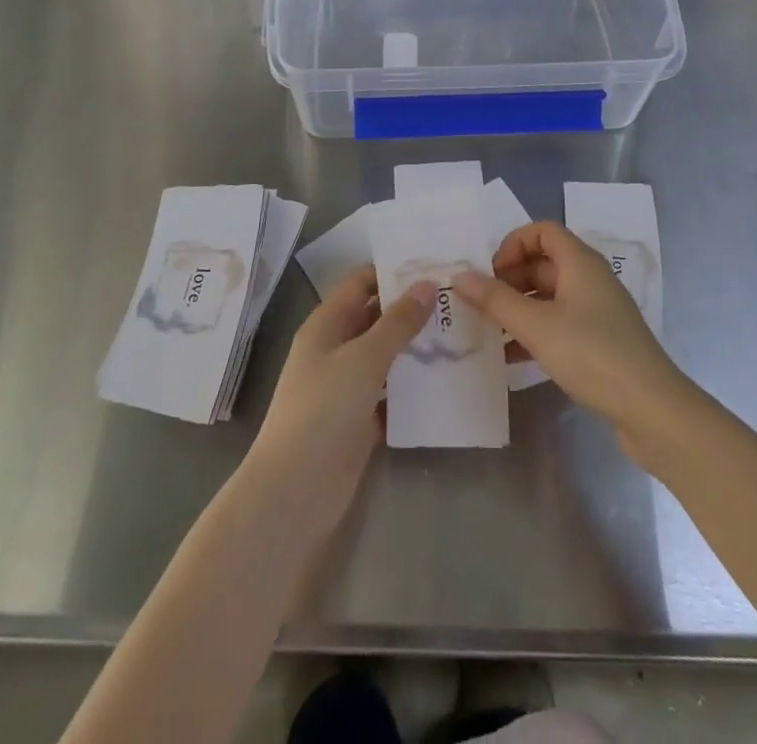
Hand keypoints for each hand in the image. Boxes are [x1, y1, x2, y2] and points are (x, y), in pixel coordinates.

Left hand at [242, 266, 433, 540]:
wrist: (295, 491)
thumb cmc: (323, 410)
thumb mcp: (363, 358)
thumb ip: (397, 322)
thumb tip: (426, 284)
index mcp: (327, 324)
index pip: (361, 283)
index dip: (393, 271)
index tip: (435, 265)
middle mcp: (336, 348)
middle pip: (377, 317)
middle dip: (413, 308)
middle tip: (458, 299)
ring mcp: (347, 386)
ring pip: (387, 355)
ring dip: (417, 346)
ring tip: (461, 333)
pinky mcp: (361, 419)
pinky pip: (392, 392)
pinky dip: (414, 385)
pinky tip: (448, 379)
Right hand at [455, 222, 695, 456]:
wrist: (653, 410)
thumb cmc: (593, 355)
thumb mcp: (537, 326)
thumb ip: (495, 300)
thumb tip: (459, 275)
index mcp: (580, 263)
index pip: (543, 231)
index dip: (513, 244)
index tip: (491, 274)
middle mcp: (590, 279)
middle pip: (543, 262)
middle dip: (510, 279)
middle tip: (483, 305)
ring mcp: (598, 311)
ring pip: (549, 296)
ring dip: (519, 308)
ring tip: (490, 331)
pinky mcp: (601, 342)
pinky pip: (560, 324)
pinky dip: (535, 332)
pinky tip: (513, 358)